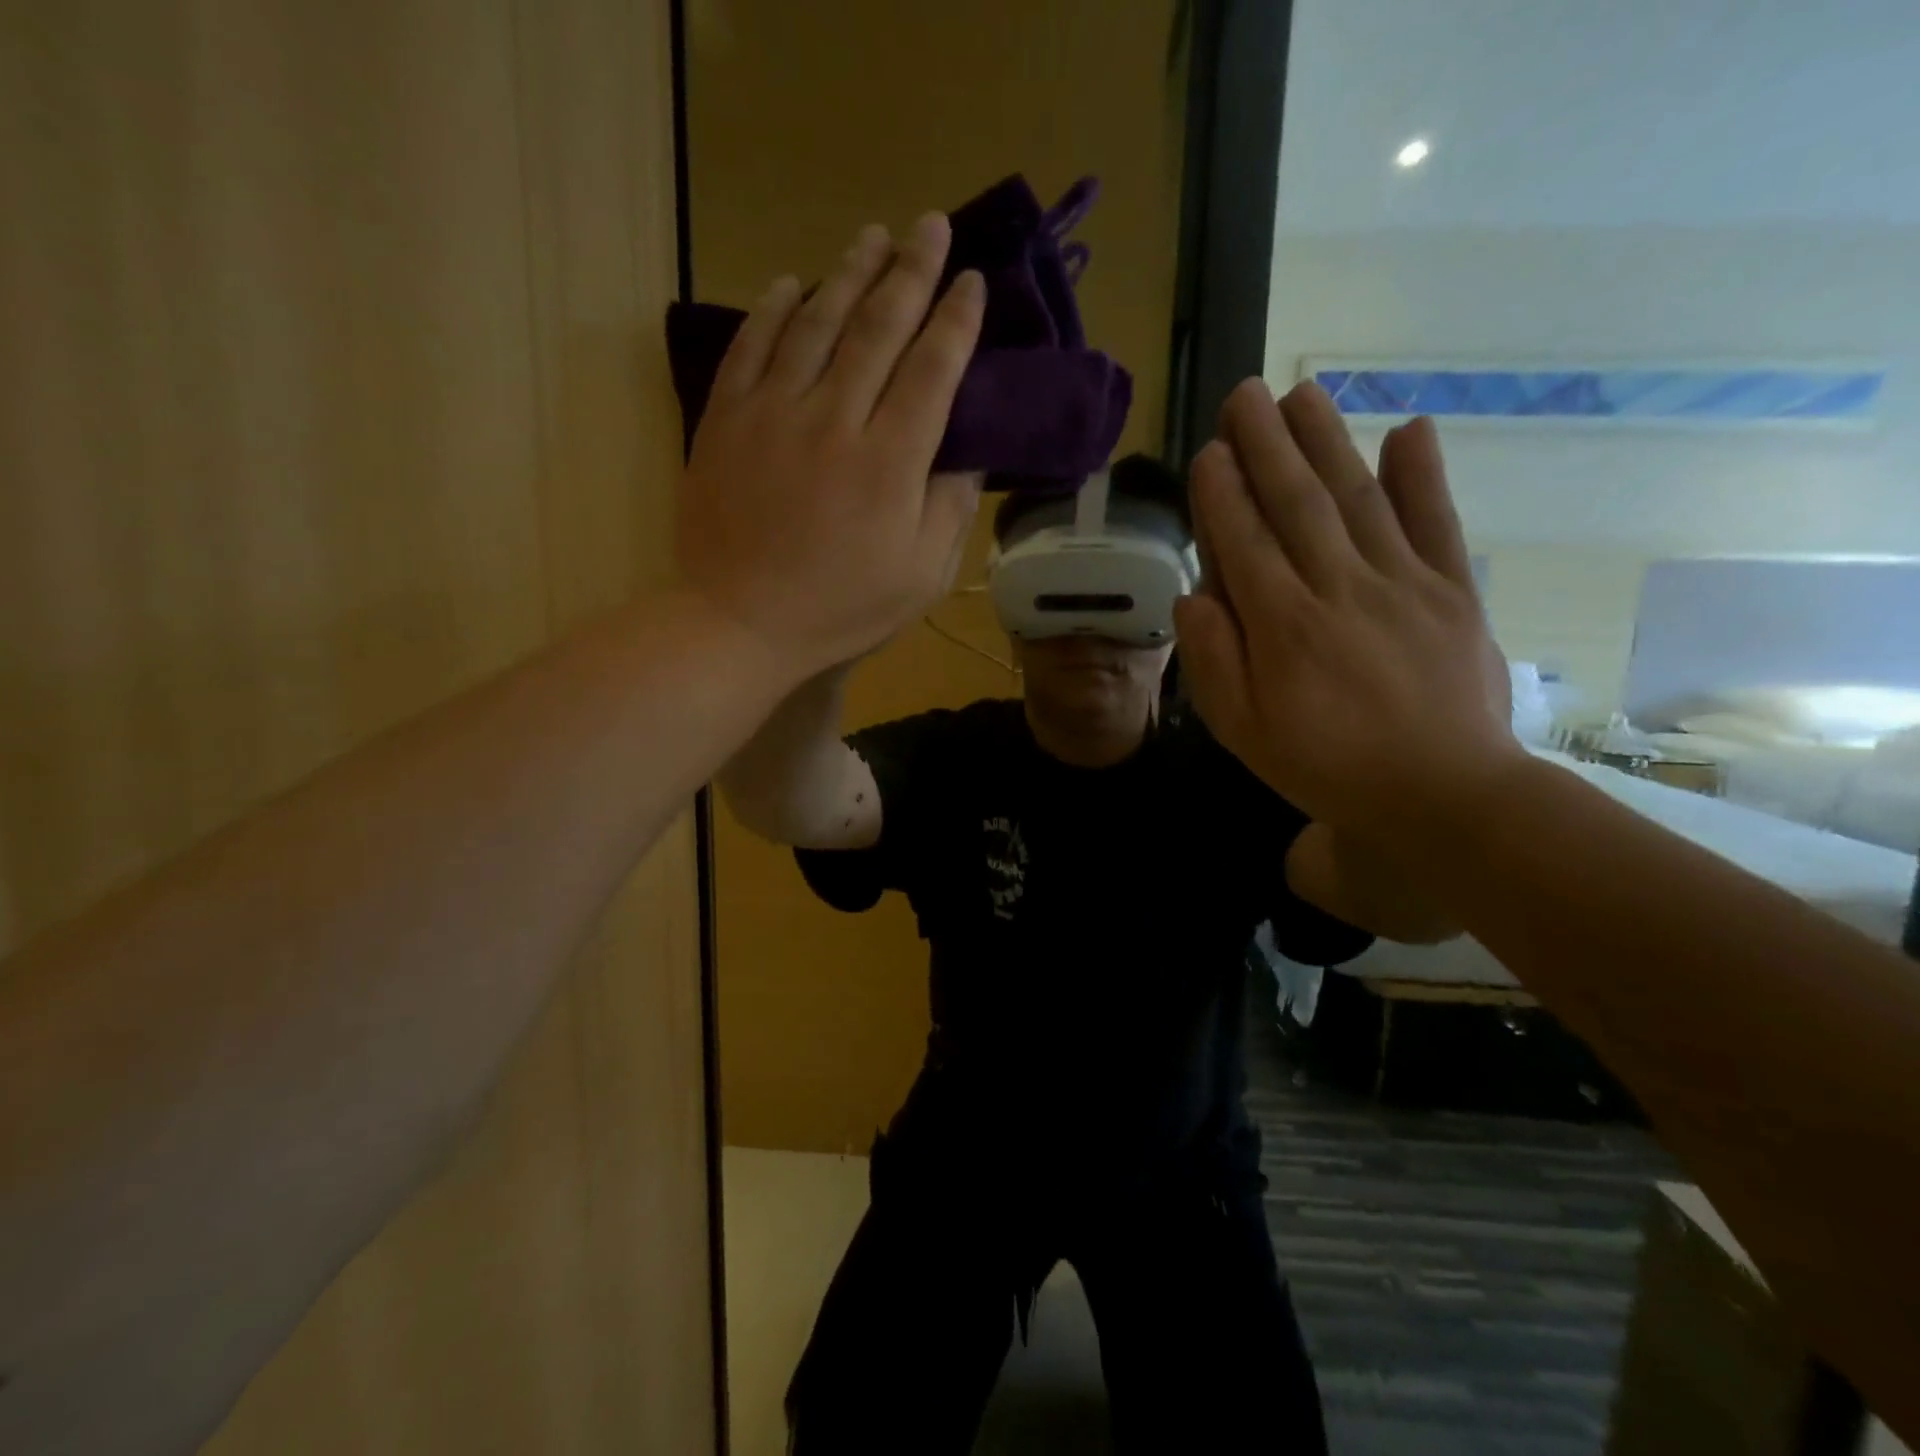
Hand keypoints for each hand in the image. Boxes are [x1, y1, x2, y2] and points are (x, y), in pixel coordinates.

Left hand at [675, 213, 986, 681]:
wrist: (739, 622)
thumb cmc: (841, 609)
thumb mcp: (919, 577)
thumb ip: (950, 510)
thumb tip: (968, 454)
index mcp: (890, 462)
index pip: (932, 370)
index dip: (956, 321)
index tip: (972, 282)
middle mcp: (835, 419)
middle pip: (878, 328)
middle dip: (910, 272)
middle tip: (929, 226)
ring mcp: (774, 413)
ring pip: (816, 323)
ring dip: (848, 273)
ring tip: (872, 236)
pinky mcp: (727, 420)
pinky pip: (752, 347)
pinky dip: (773, 310)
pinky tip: (792, 284)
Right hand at [1174, 379, 1522, 846]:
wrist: (1444, 794)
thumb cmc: (1327, 766)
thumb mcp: (1245, 732)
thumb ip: (1215, 662)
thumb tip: (1193, 598)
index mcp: (1284, 627)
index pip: (1245, 543)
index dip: (1223, 494)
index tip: (1209, 451)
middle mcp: (1340, 588)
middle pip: (1297, 503)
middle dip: (1267, 445)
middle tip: (1244, 395)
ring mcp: (1403, 583)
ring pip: (1358, 498)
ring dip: (1327, 440)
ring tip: (1302, 392)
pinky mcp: (1452, 590)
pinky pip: (1436, 523)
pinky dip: (1424, 474)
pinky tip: (1410, 429)